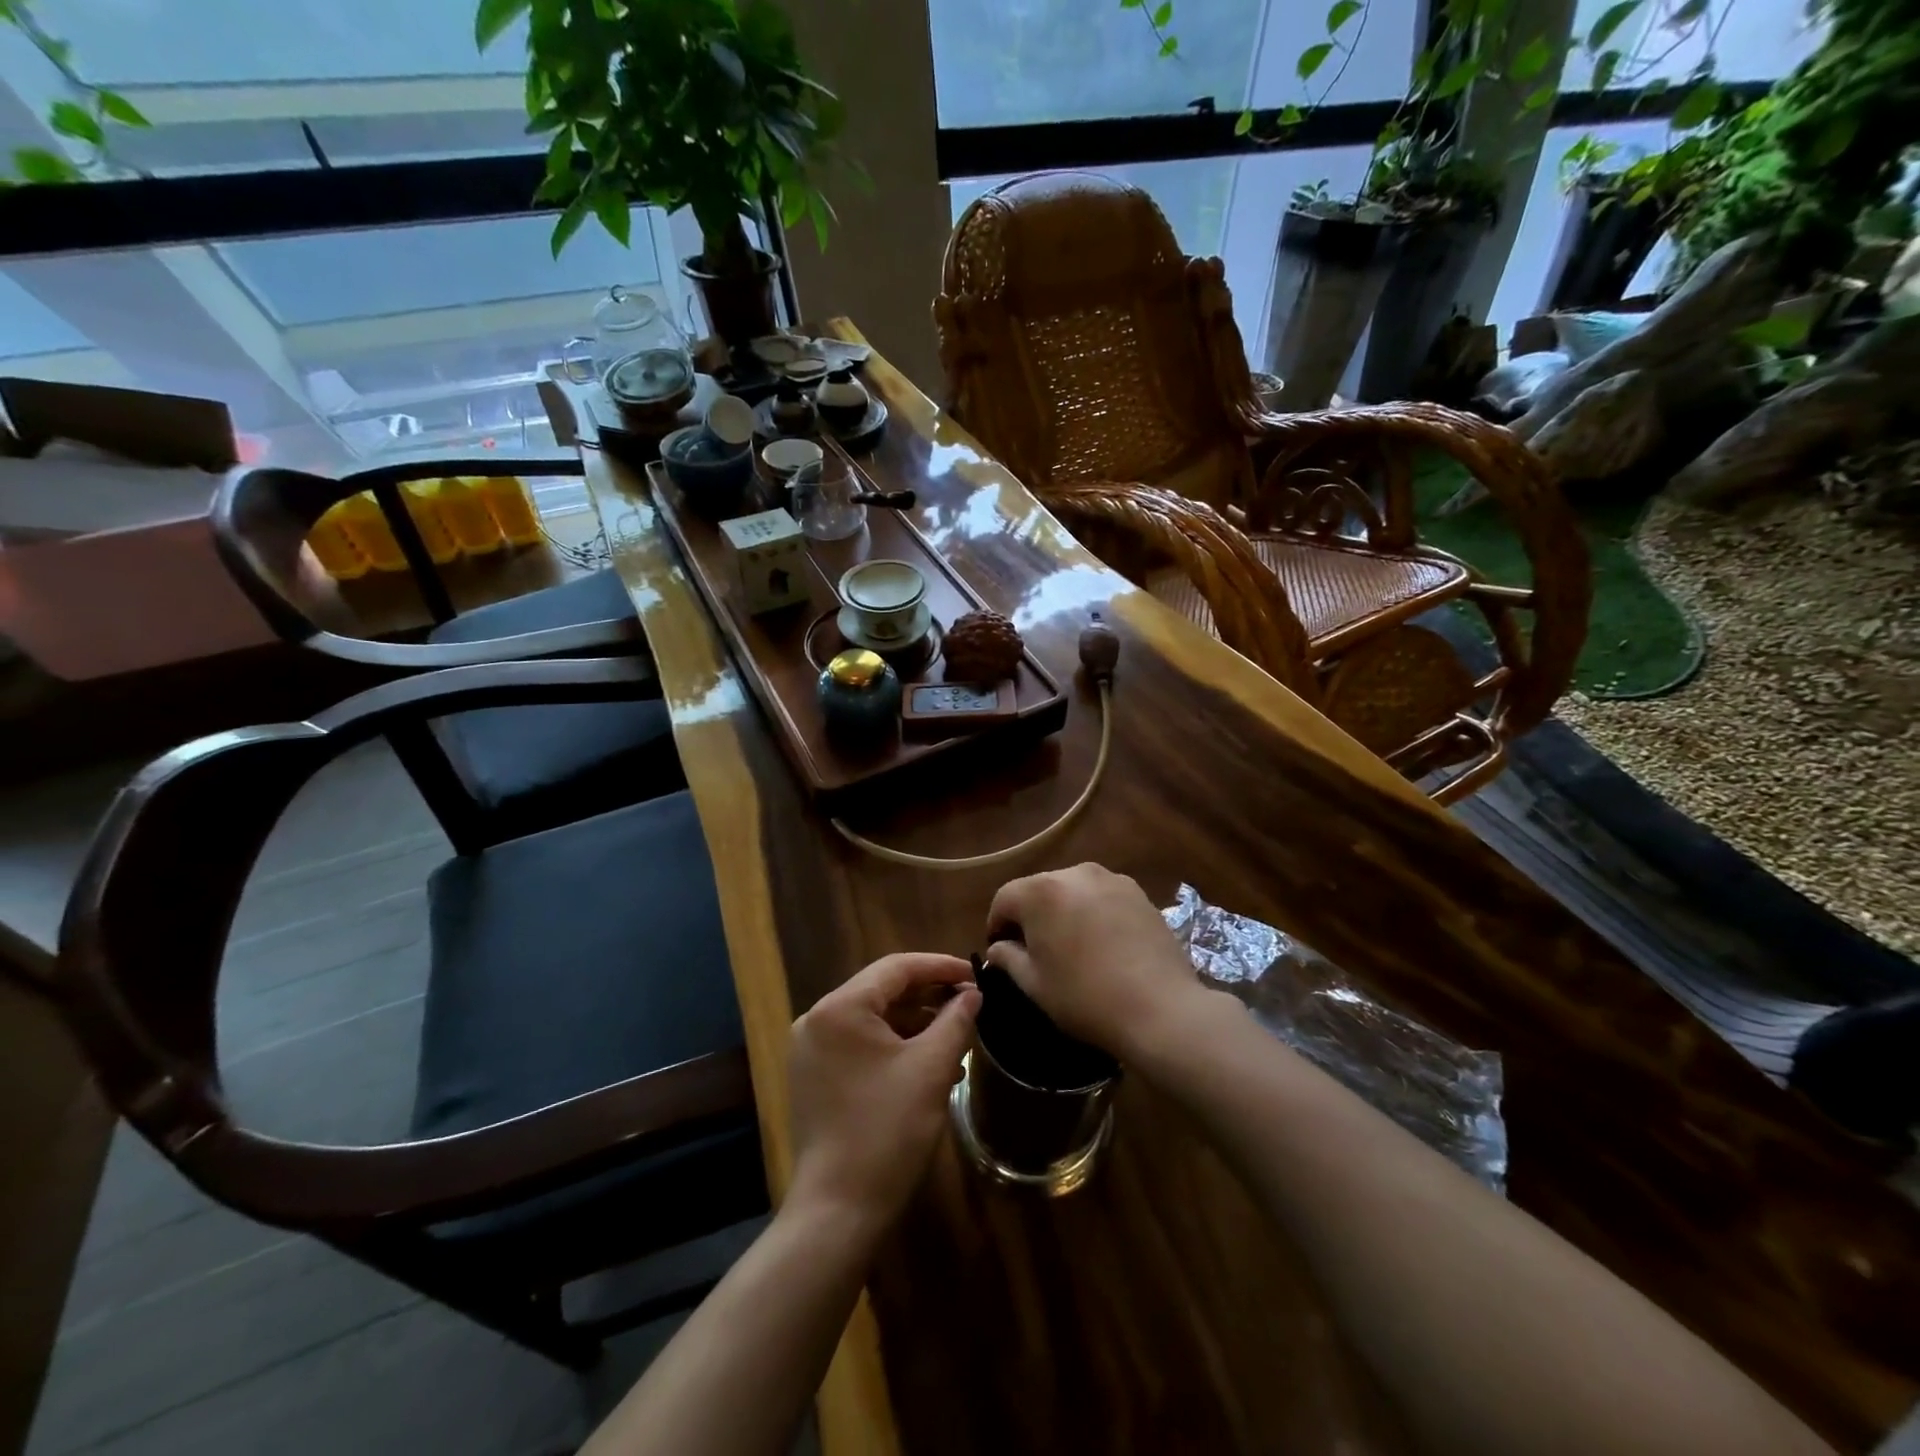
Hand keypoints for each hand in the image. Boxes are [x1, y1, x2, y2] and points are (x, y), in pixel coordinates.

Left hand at [787, 953, 979, 1229]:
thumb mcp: (931, 1069)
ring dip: (914, 1022)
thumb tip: (973, 993)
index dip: (940, 966)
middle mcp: (817, 1018)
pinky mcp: (813, 1076)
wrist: (837, 1211)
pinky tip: (926, 1060)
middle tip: (970, 1003)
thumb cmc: (887, 1131)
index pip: (897, 967)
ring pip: (872, 1018)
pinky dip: (893, 1045)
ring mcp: (810, 1049)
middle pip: (882, 990)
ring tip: (955, 1034)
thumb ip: (955, 1020)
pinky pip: (859, 1043)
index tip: (976, 974)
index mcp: (839, 1007)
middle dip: (929, 995)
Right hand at [984, 863, 1208, 1059]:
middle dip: (1031, 915)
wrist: (1160, 1008)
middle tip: (1035, 950)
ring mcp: (1110, 879)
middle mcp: (1073, 873)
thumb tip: (998, 948)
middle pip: (1039, 889)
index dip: (997, 924)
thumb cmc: (1085, 997)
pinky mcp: (1138, 892)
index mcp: (1040, 892)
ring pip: (1072, 890)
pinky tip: (1103, 944)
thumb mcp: (1035, 984)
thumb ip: (1009, 958)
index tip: (1001, 950)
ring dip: (1064, 911)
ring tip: (1072, 946)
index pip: (1005, 898)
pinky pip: (1101, 896)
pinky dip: (1093, 912)